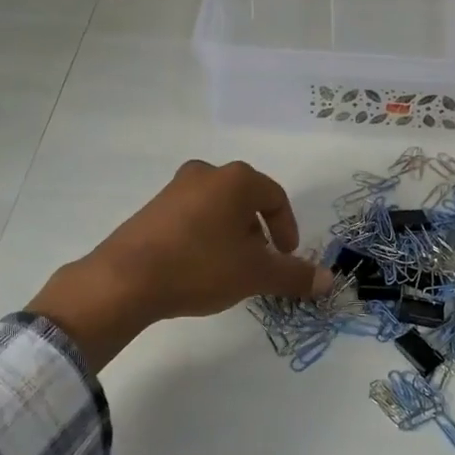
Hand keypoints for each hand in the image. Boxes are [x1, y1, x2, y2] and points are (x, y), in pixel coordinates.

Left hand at [27, 160, 329, 368]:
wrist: (126, 279)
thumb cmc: (201, 267)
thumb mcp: (255, 274)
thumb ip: (295, 275)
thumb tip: (328, 280)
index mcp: (236, 180)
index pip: (275, 198)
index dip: (288, 229)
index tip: (286, 257)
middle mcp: (205, 174)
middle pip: (246, 201)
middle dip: (259, 232)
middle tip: (260, 263)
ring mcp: (174, 189)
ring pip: (218, 209)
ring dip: (232, 236)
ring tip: (230, 269)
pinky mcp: (152, 209)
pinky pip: (192, 218)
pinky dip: (205, 237)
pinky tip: (199, 267)